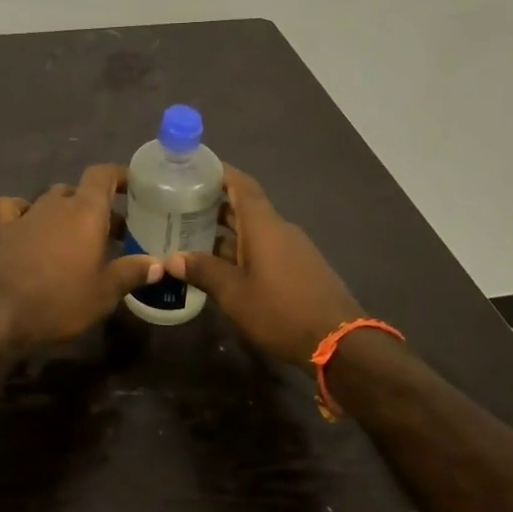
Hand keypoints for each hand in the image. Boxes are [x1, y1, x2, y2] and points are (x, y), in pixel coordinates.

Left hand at [0, 164, 164, 348]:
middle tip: (114, 234)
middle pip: (80, 191)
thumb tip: (158, 264)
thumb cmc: (62, 300)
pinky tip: (29, 225)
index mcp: (85, 211)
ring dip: (67, 211)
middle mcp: (56, 204)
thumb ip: (132, 272)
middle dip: (98, 207)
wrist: (2, 314)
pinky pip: (13, 207)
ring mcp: (28, 215)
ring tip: (78, 237)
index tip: (134, 187)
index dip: (119, 175)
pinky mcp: (4, 230)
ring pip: (52, 199)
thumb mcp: (105, 292)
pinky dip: (23, 210)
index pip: (103, 174)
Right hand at [173, 166, 362, 366]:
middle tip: (180, 207)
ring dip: (226, 232)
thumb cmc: (281, 311)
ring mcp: (293, 250)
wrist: (340, 343)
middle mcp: (279, 229)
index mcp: (264, 225)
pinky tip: (222, 268)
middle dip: (214, 205)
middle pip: (245, 207)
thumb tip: (172, 258)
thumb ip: (203, 271)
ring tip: (193, 239)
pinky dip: (241, 250)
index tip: (195, 167)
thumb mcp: (234, 294)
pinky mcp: (299, 270)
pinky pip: (265, 249)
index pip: (242, 184)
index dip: (220, 172)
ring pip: (254, 232)